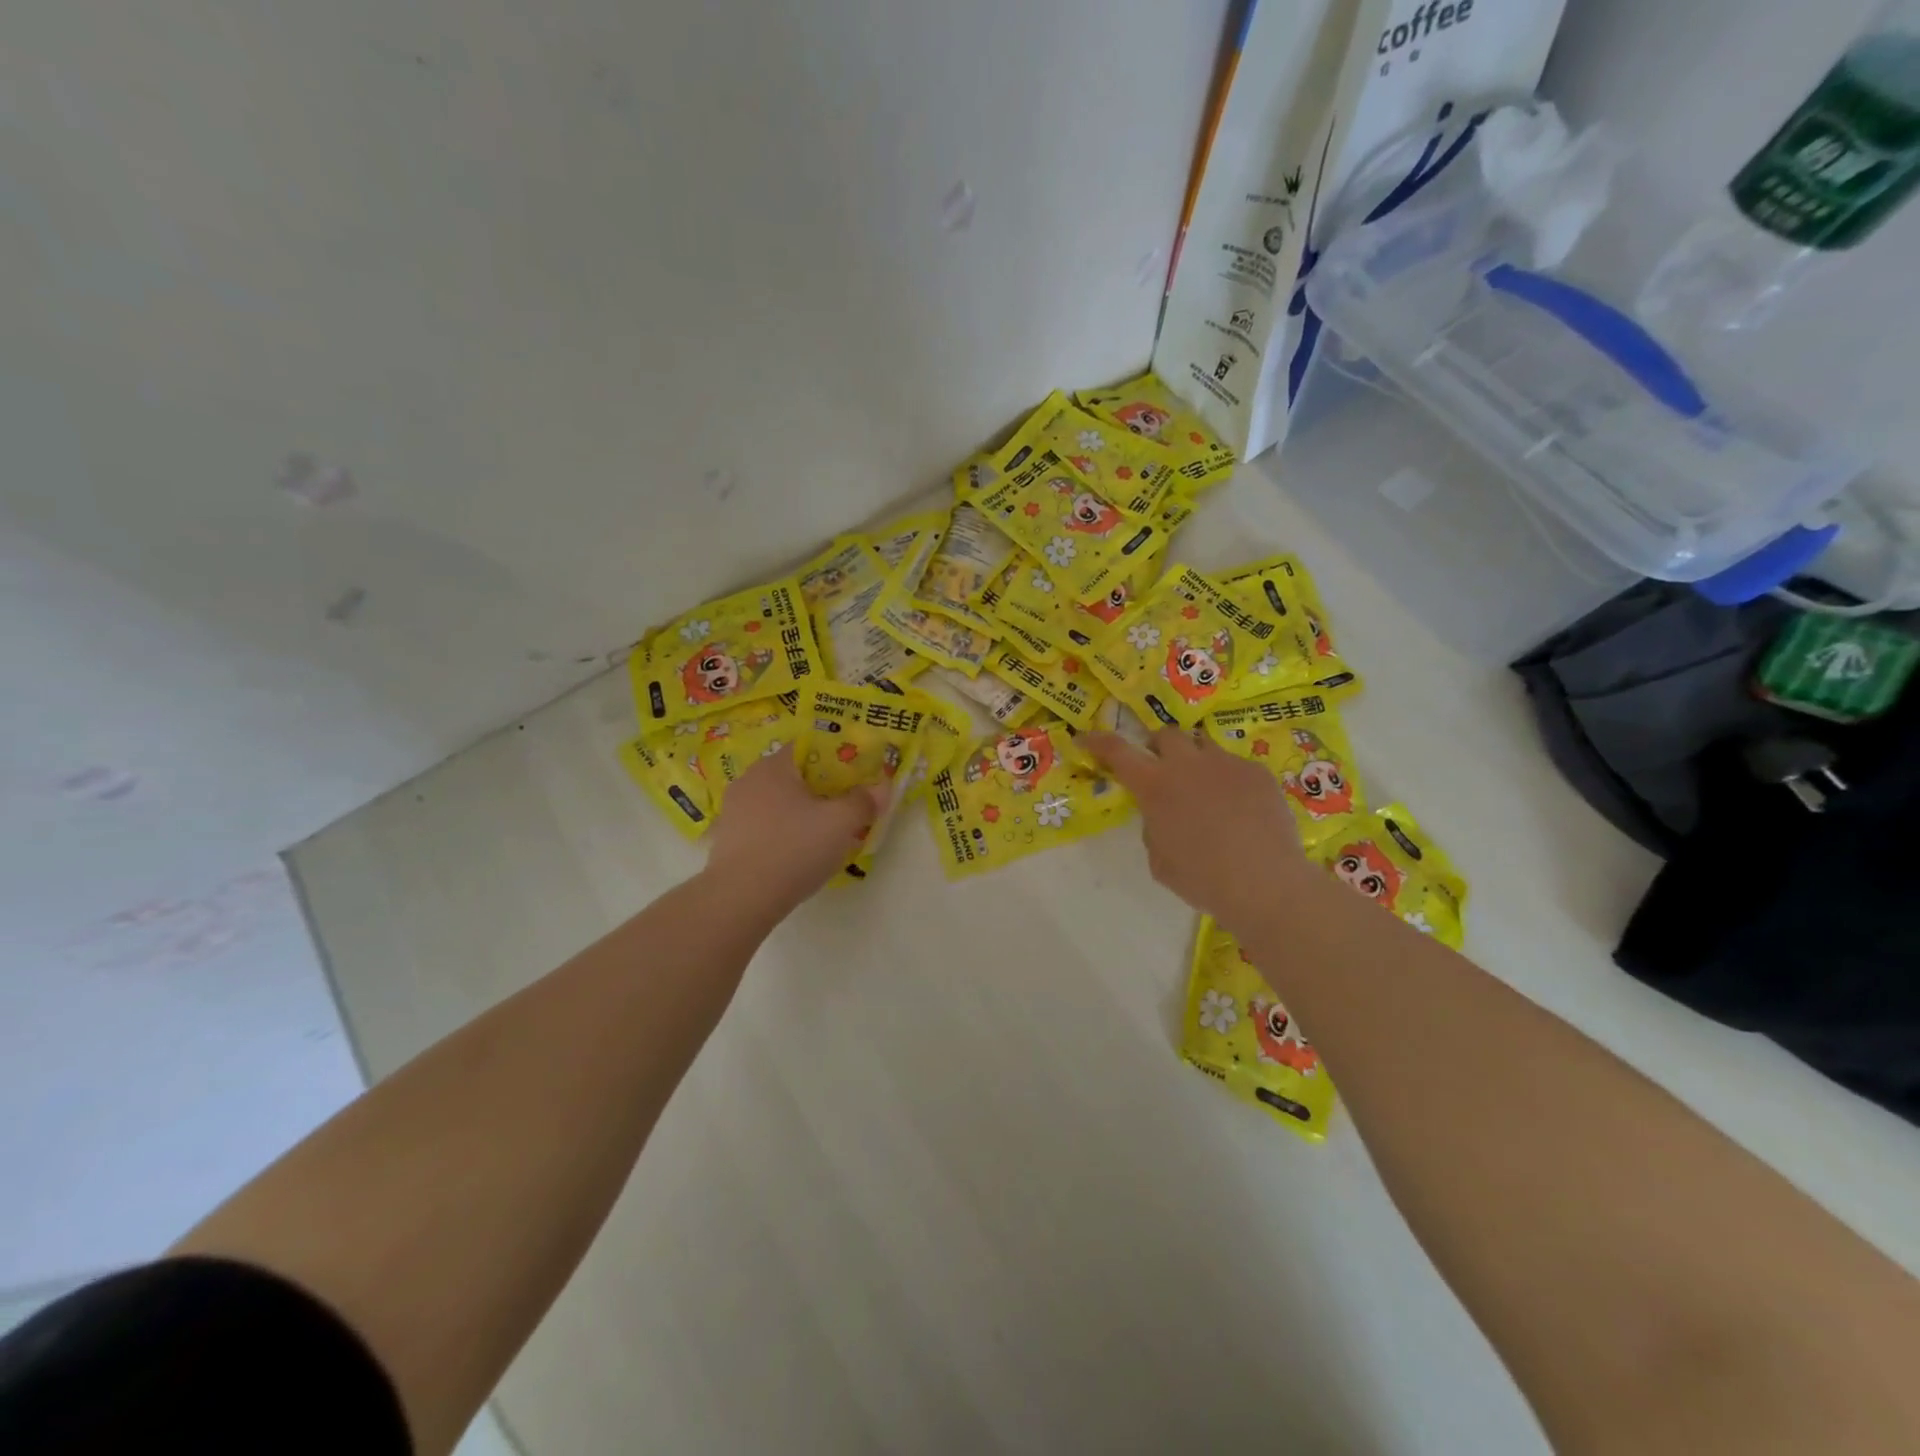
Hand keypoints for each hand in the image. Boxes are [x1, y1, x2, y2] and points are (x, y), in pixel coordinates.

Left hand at [703, 748, 883, 908]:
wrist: (740, 899)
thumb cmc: (794, 848)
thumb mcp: (841, 823)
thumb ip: (864, 801)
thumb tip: (882, 786)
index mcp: (774, 766)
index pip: (810, 748)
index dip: (838, 759)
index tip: (858, 778)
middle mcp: (749, 780)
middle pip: (795, 776)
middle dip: (823, 789)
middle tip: (848, 808)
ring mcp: (734, 811)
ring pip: (780, 803)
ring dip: (803, 813)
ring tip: (827, 835)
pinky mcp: (729, 840)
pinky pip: (766, 826)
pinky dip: (784, 833)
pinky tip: (799, 855)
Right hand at [1082, 727, 1306, 935]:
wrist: (1265, 883)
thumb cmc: (1202, 879)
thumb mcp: (1159, 860)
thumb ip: (1154, 827)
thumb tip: (1163, 815)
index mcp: (1155, 786)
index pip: (1117, 751)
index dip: (1098, 742)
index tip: (1086, 738)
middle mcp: (1188, 764)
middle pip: (1166, 735)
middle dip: (1157, 747)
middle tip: (1160, 768)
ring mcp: (1226, 764)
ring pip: (1203, 745)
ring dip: (1194, 760)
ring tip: (1204, 788)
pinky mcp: (1257, 773)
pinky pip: (1235, 766)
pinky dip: (1228, 780)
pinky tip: (1240, 809)